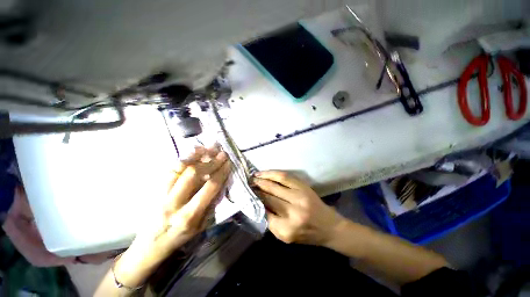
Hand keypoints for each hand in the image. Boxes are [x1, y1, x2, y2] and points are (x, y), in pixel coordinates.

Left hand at [113, 146, 231, 287]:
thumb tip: (221, 184)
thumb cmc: (180, 238)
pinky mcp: (155, 190)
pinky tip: (193, 152)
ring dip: (196, 156)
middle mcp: (174, 203)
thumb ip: (211, 205)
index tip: (228, 163)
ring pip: (179, 169)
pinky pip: (170, 170)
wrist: (150, 245)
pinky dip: (184, 159)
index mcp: (189, 216)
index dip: (221, 173)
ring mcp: (162, 195)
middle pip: (193, 175)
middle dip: (211, 162)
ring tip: (208, 147)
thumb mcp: (201, 227)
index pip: (209, 188)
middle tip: (222, 153)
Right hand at [253, 171, 343, 245]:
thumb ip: (271, 222)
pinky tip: (265, 173)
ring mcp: (299, 196)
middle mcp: (293, 212)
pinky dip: (272, 173)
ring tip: (253, 177)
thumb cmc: (307, 234)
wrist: (329, 226)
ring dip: (261, 179)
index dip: (254, 202)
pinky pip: (284, 176)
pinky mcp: (303, 187)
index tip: (247, 196)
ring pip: (274, 184)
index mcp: (287, 229)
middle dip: (256, 189)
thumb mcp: (286, 236)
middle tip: (247, 184)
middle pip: (268, 196)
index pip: (264, 212)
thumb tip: (258, 204)